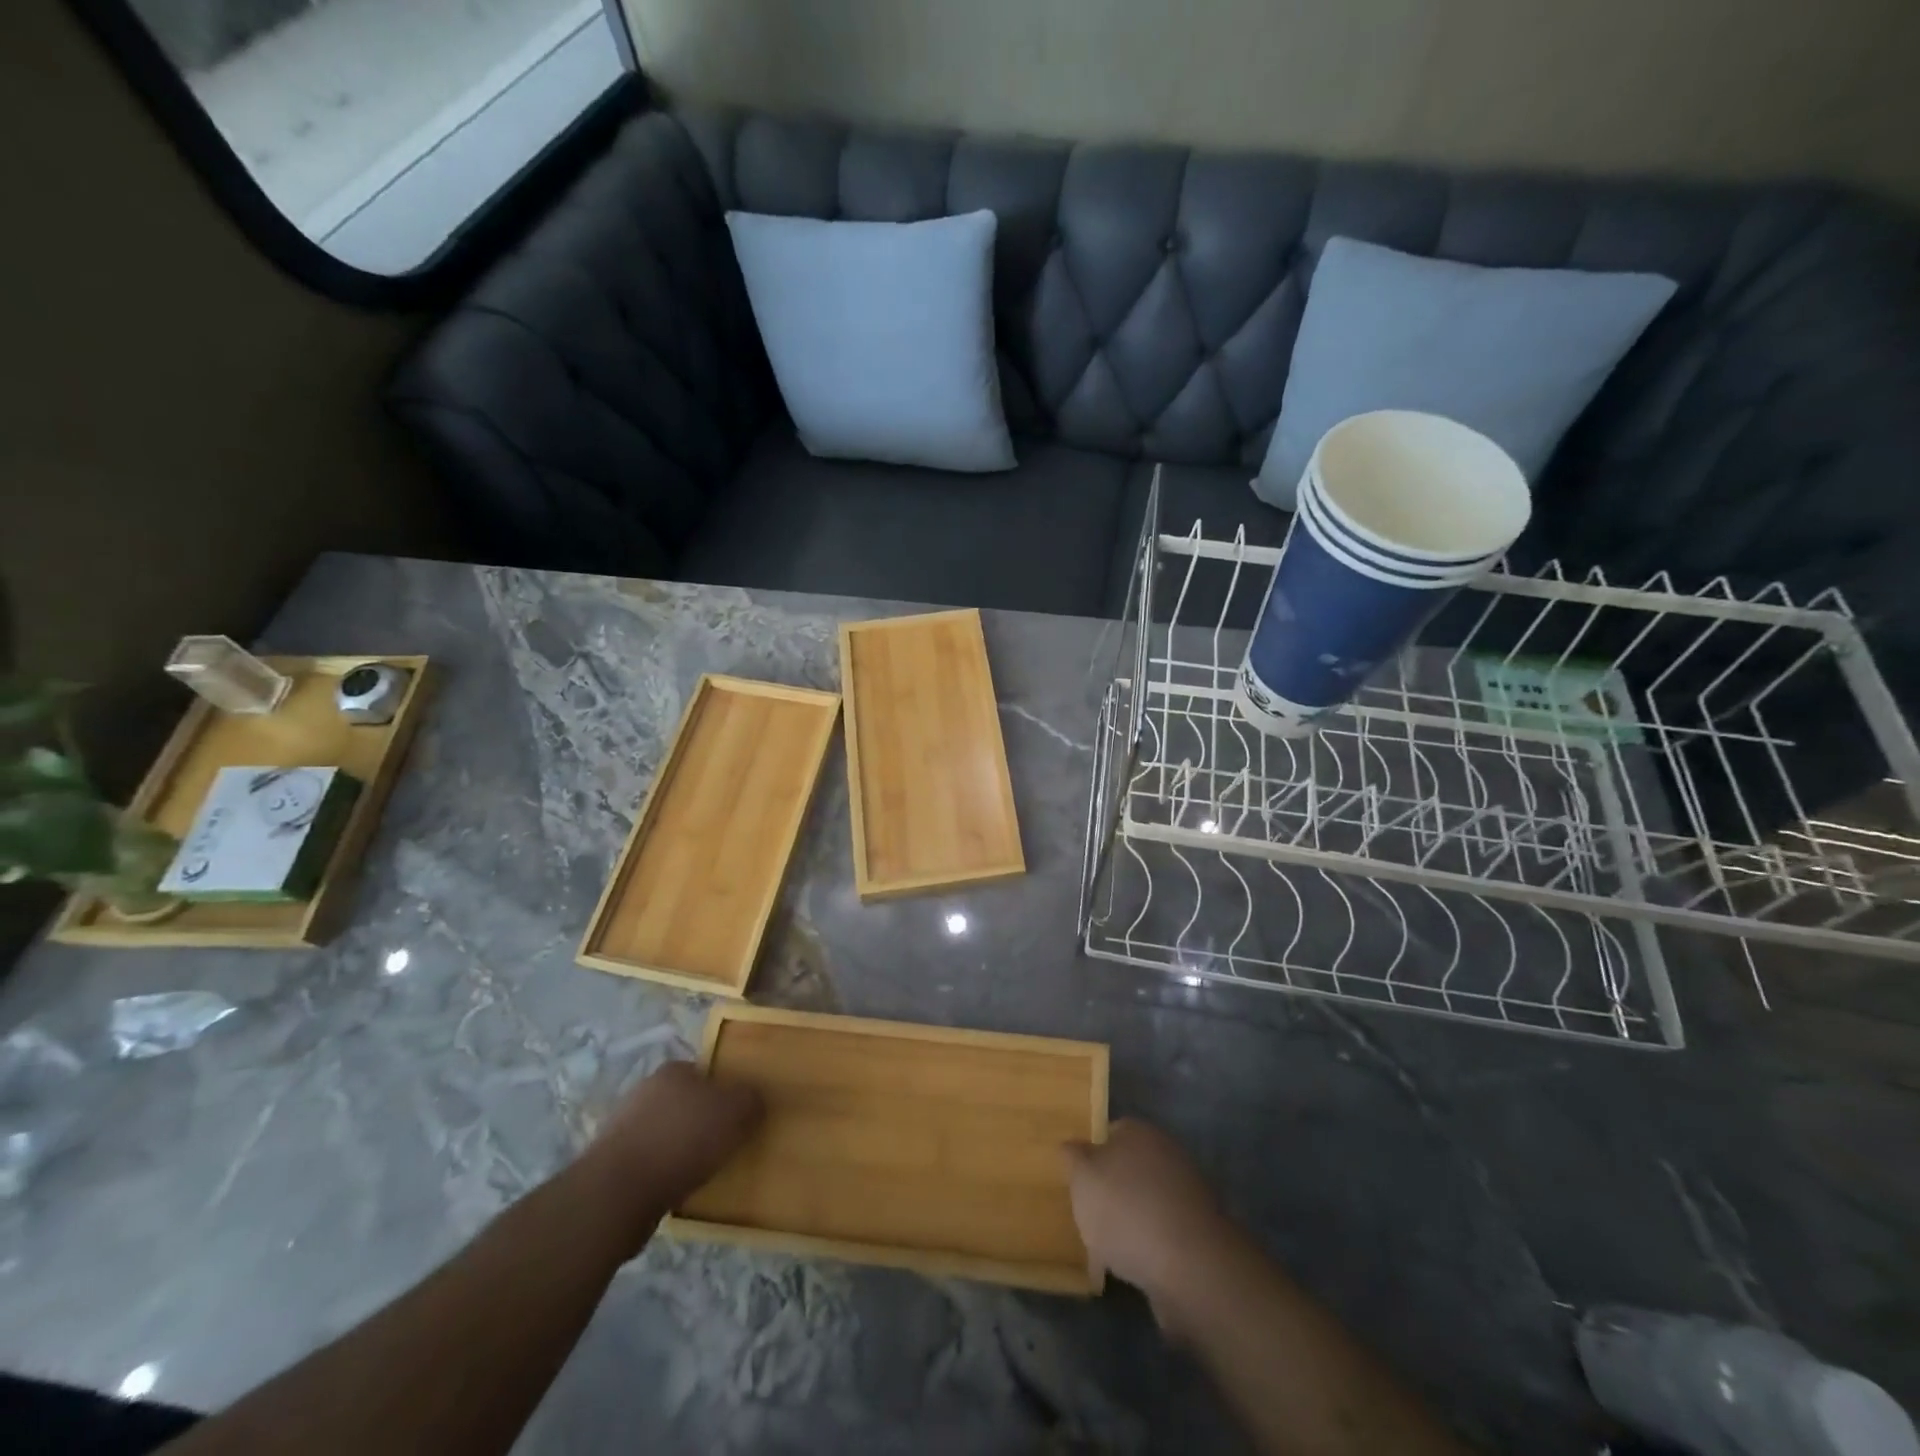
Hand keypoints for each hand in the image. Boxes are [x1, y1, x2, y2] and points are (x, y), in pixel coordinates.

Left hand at [580, 1060, 762, 1248]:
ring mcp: (624, 1129)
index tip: (740, 1117)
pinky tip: (678, 1191)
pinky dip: (665, 1175)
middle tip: (727, 1144)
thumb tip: (754, 1100)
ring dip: (684, 1151)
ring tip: (705, 1173)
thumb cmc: (682, 1140)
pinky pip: (651, 1165)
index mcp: (673, 1070)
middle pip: (687, 1103)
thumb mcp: (735, 1111)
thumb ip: (751, 1100)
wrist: (617, 1194)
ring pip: (668, 1135)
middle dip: (705, 1123)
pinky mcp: (612, 1165)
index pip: (707, 1073)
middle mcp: (645, 1091)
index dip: (727, 1093)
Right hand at [1064, 1119, 1235, 1331]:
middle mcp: (1167, 1154)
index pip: (1110, 1132)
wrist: (1189, 1267)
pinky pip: (1162, 1234)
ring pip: (1145, 1202)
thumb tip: (1073, 1148)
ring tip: (1105, 1251)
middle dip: (1110, 1191)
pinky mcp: (1198, 1234)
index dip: (1090, 1156)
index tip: (1077, 1182)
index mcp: (1140, 1132)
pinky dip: (1147, 1247)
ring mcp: (1187, 1194)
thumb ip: (1072, 1157)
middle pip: (1129, 1168)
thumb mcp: (1082, 1176)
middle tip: (1088, 1217)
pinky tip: (1130, 1269)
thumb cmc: (1126, 1210)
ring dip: (1129, 1222)